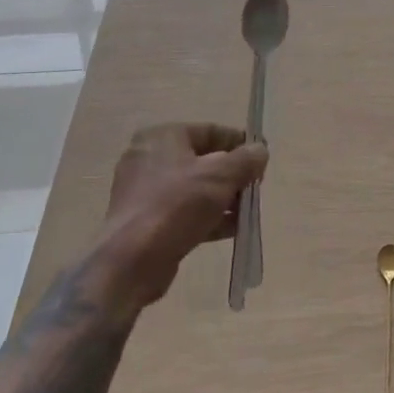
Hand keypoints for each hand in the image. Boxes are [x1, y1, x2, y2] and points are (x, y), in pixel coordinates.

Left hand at [100, 123, 267, 311]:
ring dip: (223, 199)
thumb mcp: (220, 176)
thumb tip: (260, 151)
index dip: (240, 143)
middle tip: (255, 188)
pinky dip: (207, 217)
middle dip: (232, 175)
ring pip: (194, 188)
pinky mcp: (146, 221)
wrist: (131, 261)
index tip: (261, 159)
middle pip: (203, 160)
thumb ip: (246, 160)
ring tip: (247, 212)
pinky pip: (184, 211)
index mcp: (162, 136)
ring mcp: (145, 191)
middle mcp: (149, 158)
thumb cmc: (177, 205)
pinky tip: (232, 229)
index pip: (210, 131)